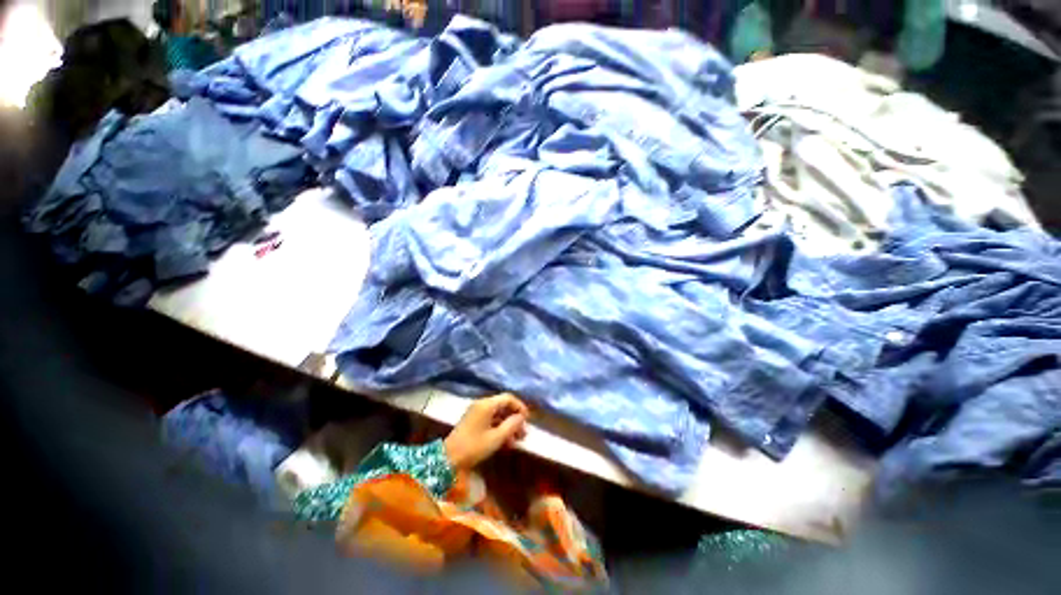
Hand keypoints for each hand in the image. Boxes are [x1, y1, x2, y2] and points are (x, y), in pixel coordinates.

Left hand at [444, 394, 528, 470]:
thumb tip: (521, 418)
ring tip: (516, 440)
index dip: (520, 407)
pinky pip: (490, 420)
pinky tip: (506, 442)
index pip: (508, 398)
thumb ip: (511, 425)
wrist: (448, 459)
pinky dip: (499, 428)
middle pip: (503, 405)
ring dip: (508, 425)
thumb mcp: (496, 438)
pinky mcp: (473, 422)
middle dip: (514, 418)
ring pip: (497, 414)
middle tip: (523, 433)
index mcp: (487, 404)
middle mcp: (481, 405)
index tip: (527, 420)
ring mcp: (476, 413)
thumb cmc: (473, 446)